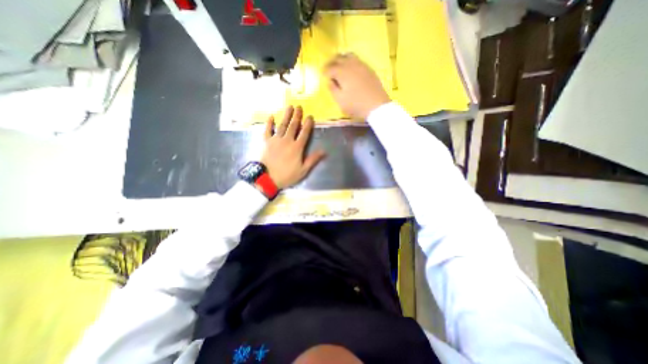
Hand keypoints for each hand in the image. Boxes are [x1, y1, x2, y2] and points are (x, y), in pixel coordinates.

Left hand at [260, 107, 326, 188]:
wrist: (267, 178)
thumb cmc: (286, 175)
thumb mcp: (303, 170)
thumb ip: (313, 159)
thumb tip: (324, 151)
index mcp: (297, 147)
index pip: (304, 133)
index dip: (308, 124)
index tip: (310, 116)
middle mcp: (287, 140)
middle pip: (293, 126)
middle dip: (297, 116)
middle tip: (299, 107)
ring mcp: (275, 139)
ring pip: (282, 125)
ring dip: (286, 115)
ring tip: (289, 107)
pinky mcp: (265, 141)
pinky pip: (267, 129)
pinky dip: (269, 123)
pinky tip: (271, 116)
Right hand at [324, 53, 389, 119]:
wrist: (376, 106)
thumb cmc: (356, 105)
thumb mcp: (340, 101)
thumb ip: (333, 89)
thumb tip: (329, 81)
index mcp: (342, 72)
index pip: (330, 68)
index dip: (325, 71)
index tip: (322, 75)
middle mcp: (351, 64)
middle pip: (338, 58)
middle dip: (331, 62)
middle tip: (328, 69)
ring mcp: (361, 65)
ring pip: (349, 55)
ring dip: (342, 59)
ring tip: (339, 66)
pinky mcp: (369, 68)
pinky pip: (357, 60)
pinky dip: (351, 62)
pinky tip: (351, 69)